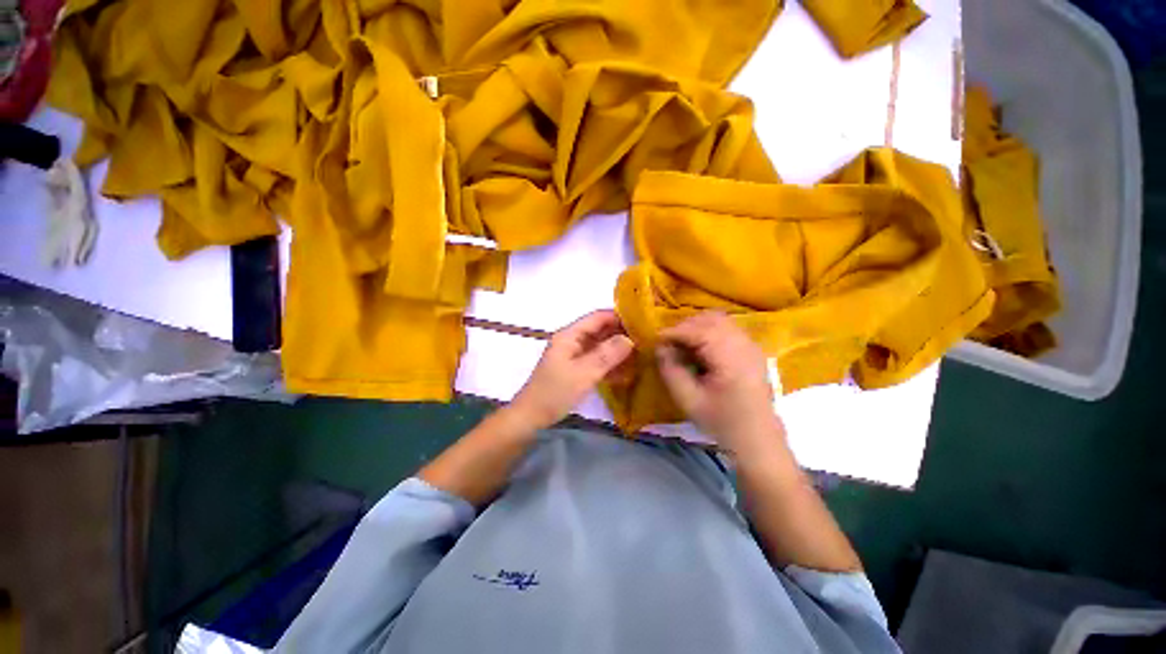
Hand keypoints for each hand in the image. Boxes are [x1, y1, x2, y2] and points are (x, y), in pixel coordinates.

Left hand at [509, 310, 633, 429]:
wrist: (532, 417)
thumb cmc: (555, 392)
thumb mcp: (583, 373)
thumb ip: (606, 355)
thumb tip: (629, 339)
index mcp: (570, 335)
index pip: (597, 317)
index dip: (619, 317)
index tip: (641, 323)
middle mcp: (572, 341)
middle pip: (600, 331)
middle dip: (621, 334)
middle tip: (646, 340)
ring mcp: (574, 355)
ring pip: (600, 347)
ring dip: (618, 351)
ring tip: (641, 355)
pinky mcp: (576, 369)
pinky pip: (597, 361)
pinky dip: (610, 365)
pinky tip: (627, 372)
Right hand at [656, 311, 783, 456]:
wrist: (759, 440)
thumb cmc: (722, 423)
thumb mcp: (688, 400)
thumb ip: (671, 370)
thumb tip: (660, 348)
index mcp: (731, 358)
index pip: (697, 331)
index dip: (673, 332)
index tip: (655, 341)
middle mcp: (744, 344)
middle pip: (709, 319)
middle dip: (684, 327)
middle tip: (668, 344)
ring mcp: (751, 345)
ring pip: (718, 321)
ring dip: (696, 328)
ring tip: (682, 346)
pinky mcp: (752, 350)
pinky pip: (726, 329)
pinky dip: (708, 332)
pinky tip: (700, 350)